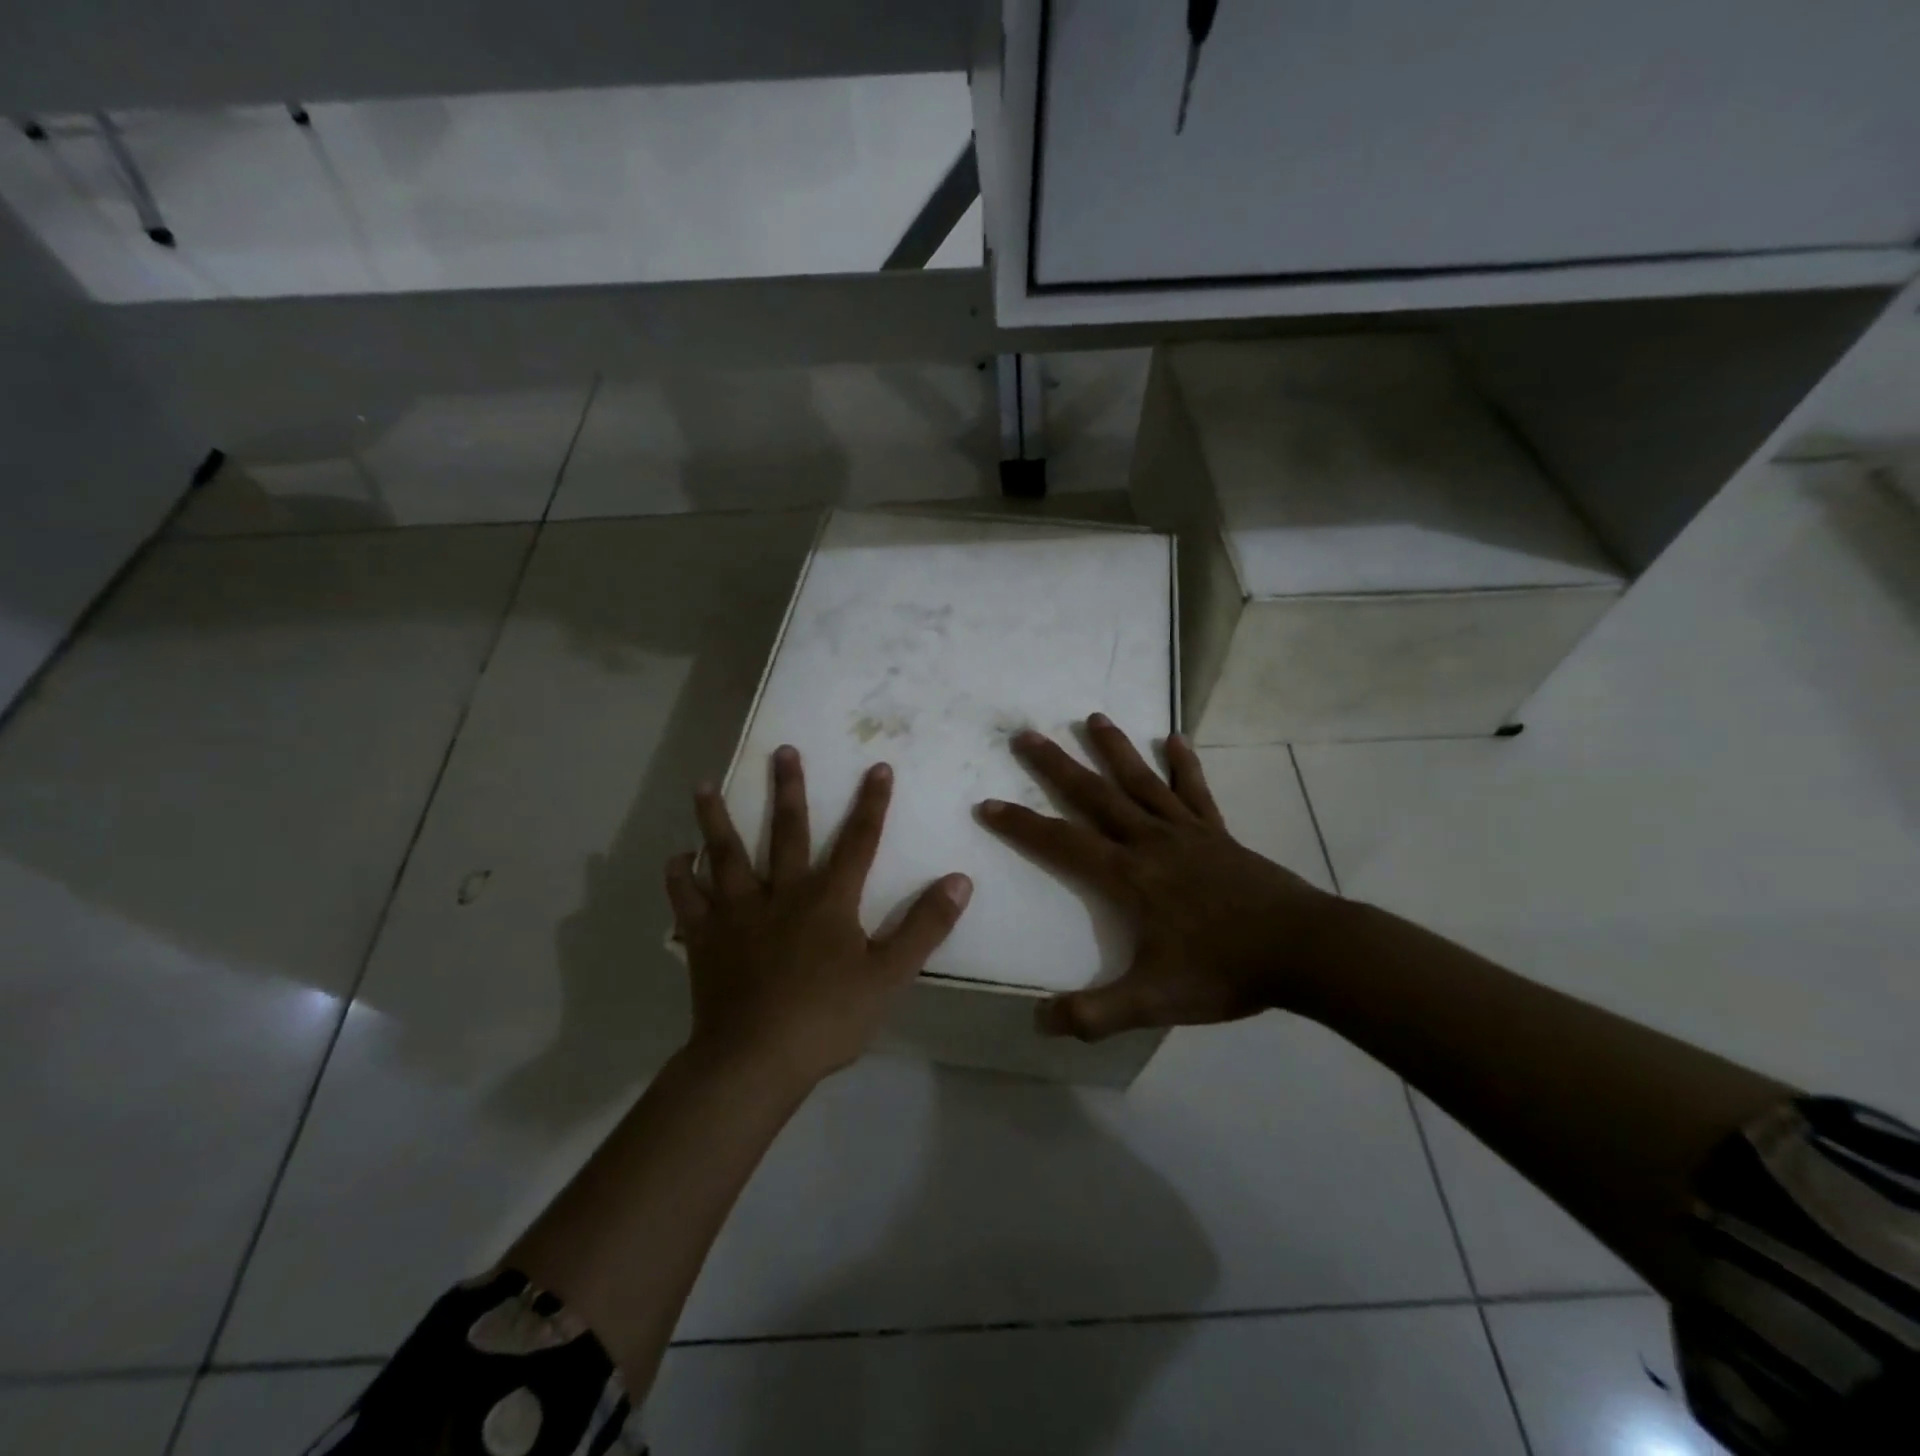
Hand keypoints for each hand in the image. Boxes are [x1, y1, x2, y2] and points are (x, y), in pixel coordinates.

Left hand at [666, 747, 972, 1084]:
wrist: (754, 1060)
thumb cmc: (827, 1018)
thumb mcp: (889, 975)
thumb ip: (924, 926)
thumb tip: (960, 880)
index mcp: (828, 900)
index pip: (859, 841)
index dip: (872, 804)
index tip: (878, 767)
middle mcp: (782, 893)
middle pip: (787, 832)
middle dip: (788, 790)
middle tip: (781, 750)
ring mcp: (738, 913)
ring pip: (725, 855)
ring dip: (715, 819)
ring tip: (703, 786)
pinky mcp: (705, 939)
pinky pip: (687, 902)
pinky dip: (679, 879)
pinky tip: (675, 859)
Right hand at [978, 715, 1336, 1039]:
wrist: (1304, 950)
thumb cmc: (1225, 970)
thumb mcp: (1155, 1001)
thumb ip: (1097, 1013)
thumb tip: (1040, 1022)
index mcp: (1129, 876)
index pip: (1062, 842)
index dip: (1021, 824)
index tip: (988, 803)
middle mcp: (1151, 842)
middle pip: (1095, 794)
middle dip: (1056, 765)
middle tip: (1025, 734)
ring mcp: (1187, 833)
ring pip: (1141, 781)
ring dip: (1114, 749)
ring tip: (1093, 716)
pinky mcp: (1219, 834)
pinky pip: (1195, 792)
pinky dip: (1184, 765)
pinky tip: (1174, 739)